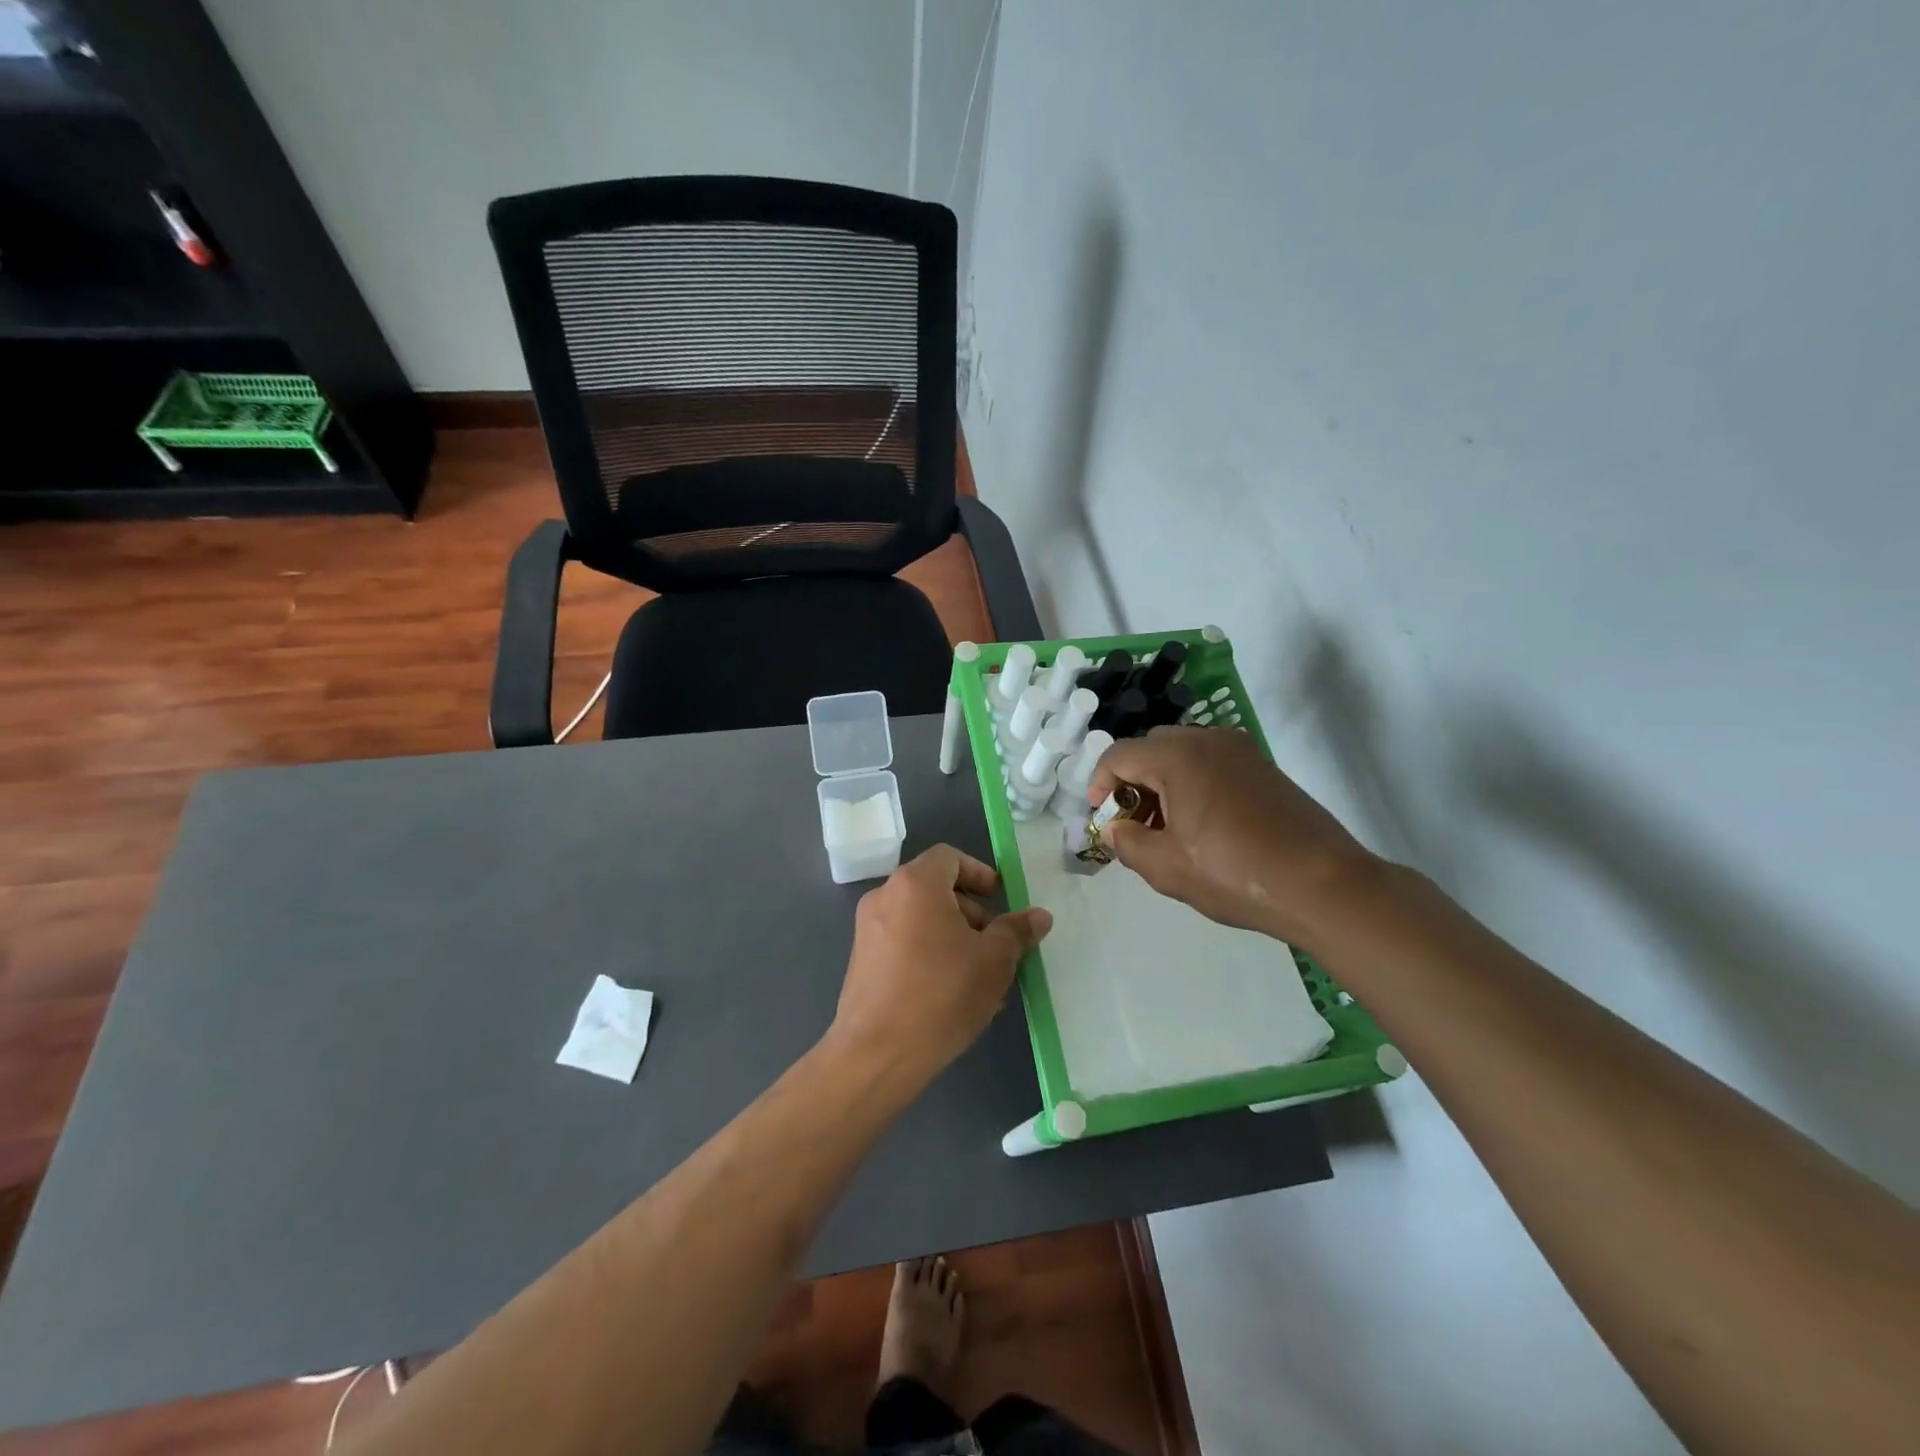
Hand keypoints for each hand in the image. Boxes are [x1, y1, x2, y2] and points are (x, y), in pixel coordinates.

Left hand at [829, 845, 1052, 1086]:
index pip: (950, 857)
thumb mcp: (993, 961)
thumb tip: (1039, 916)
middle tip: (998, 947)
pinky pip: (904, 943)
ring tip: (983, 981)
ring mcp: (868, 929)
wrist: (877, 1054)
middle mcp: (885, 896)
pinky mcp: (862, 961)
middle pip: (936, 889)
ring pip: (922, 920)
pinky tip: (954, 996)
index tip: (1001, 900)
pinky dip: (931, 955)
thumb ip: (1016, 931)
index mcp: (915, 884)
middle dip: (973, 914)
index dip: (979, 873)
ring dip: (956, 939)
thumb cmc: (941, 994)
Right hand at [1088, 726, 1378, 946]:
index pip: (1119, 755)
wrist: (1324, 885)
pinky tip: (1202, 826)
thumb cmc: (1236, 874)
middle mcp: (1209, 740)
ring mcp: (1241, 751)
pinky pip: (1212, 763)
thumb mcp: (1166, 867)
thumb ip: (1127, 842)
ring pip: (1183, 754)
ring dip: (1163, 783)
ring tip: (1166, 830)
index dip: (1099, 784)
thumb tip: (1114, 829)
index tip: (1100, 817)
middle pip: (1151, 748)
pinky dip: (1193, 784)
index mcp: (1179, 756)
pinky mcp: (1263, 768)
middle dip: (1132, 782)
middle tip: (1133, 824)